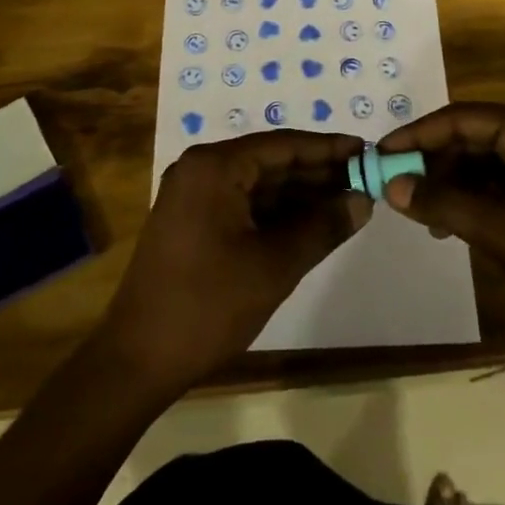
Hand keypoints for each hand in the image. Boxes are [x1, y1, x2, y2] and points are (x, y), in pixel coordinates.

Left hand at [100, 130, 369, 392]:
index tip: (366, 152)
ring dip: (301, 195)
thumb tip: (363, 200)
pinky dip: (278, 214)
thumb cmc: (208, 305)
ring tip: (349, 203)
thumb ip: (323, 227)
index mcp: (214, 167)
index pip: (283, 145)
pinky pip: (244, 205)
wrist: (138, 360)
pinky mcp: (193, 222)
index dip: (328, 149)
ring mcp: (194, 196)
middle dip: (318, 174)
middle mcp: (201, 170)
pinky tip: (313, 224)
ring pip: (259, 185)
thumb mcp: (275, 265)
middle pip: (271, 162)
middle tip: (365, 181)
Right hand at [376, 102, 504, 353]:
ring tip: (422, 217)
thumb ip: (444, 204)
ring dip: (451, 185)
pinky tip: (453, 225)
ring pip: (485, 162)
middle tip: (397, 191)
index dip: (417, 135)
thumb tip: (390, 185)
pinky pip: (502, 183)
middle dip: (433, 163)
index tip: (380, 157)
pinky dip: (474, 199)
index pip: (461, 118)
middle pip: (472, 137)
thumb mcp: (503, 232)